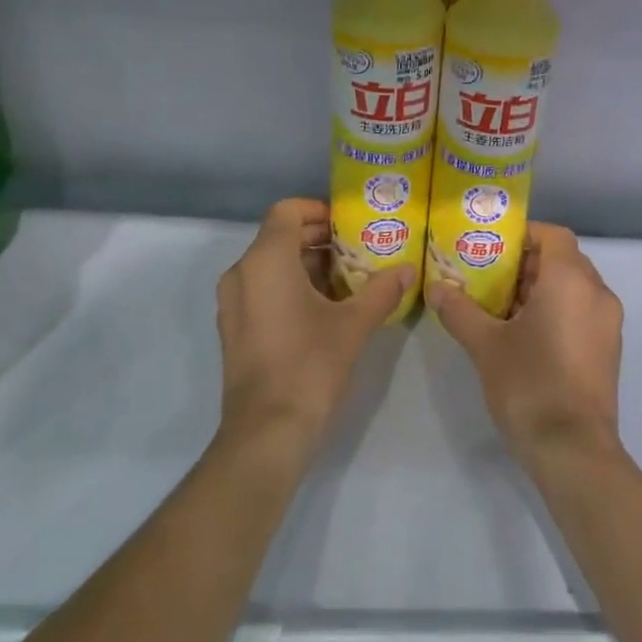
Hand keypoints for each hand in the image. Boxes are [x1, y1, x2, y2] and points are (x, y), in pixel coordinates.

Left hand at [215, 199, 410, 459]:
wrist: (267, 432)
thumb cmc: (310, 365)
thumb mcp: (354, 324)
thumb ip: (382, 290)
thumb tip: (409, 270)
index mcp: (265, 261)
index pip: (287, 211)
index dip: (318, 210)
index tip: (350, 224)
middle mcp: (242, 273)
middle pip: (279, 236)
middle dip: (319, 239)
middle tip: (358, 249)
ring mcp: (233, 303)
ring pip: (271, 265)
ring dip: (308, 264)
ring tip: (349, 279)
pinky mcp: (234, 328)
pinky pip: (263, 289)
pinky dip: (291, 286)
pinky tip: (326, 308)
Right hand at [428, 223, 625, 473]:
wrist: (573, 450)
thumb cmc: (529, 384)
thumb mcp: (485, 345)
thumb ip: (460, 311)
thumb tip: (436, 288)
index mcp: (571, 280)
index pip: (553, 235)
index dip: (524, 235)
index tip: (493, 247)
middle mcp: (597, 293)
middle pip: (563, 260)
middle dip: (527, 264)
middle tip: (489, 276)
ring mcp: (608, 323)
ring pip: (573, 288)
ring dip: (541, 289)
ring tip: (501, 307)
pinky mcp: (608, 350)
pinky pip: (582, 312)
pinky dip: (557, 310)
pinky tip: (525, 335)